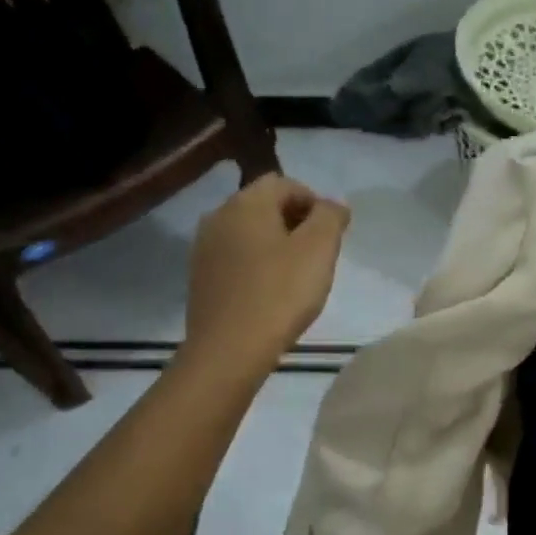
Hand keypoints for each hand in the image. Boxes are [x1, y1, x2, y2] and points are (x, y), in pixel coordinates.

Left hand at [185, 174, 349, 369]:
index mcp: (246, 203)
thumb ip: (330, 217)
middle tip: (319, 255)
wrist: (228, 351)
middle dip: (296, 222)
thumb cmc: (279, 294)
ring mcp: (205, 248)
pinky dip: (258, 265)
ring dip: (277, 244)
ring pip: (250, 233)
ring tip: (298, 275)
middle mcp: (219, 216)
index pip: (286, 183)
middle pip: (265, 205)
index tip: (332, 234)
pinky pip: (237, 258)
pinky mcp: (201, 278)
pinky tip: (272, 292)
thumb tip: (333, 204)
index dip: (315, 202)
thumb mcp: (319, 249)